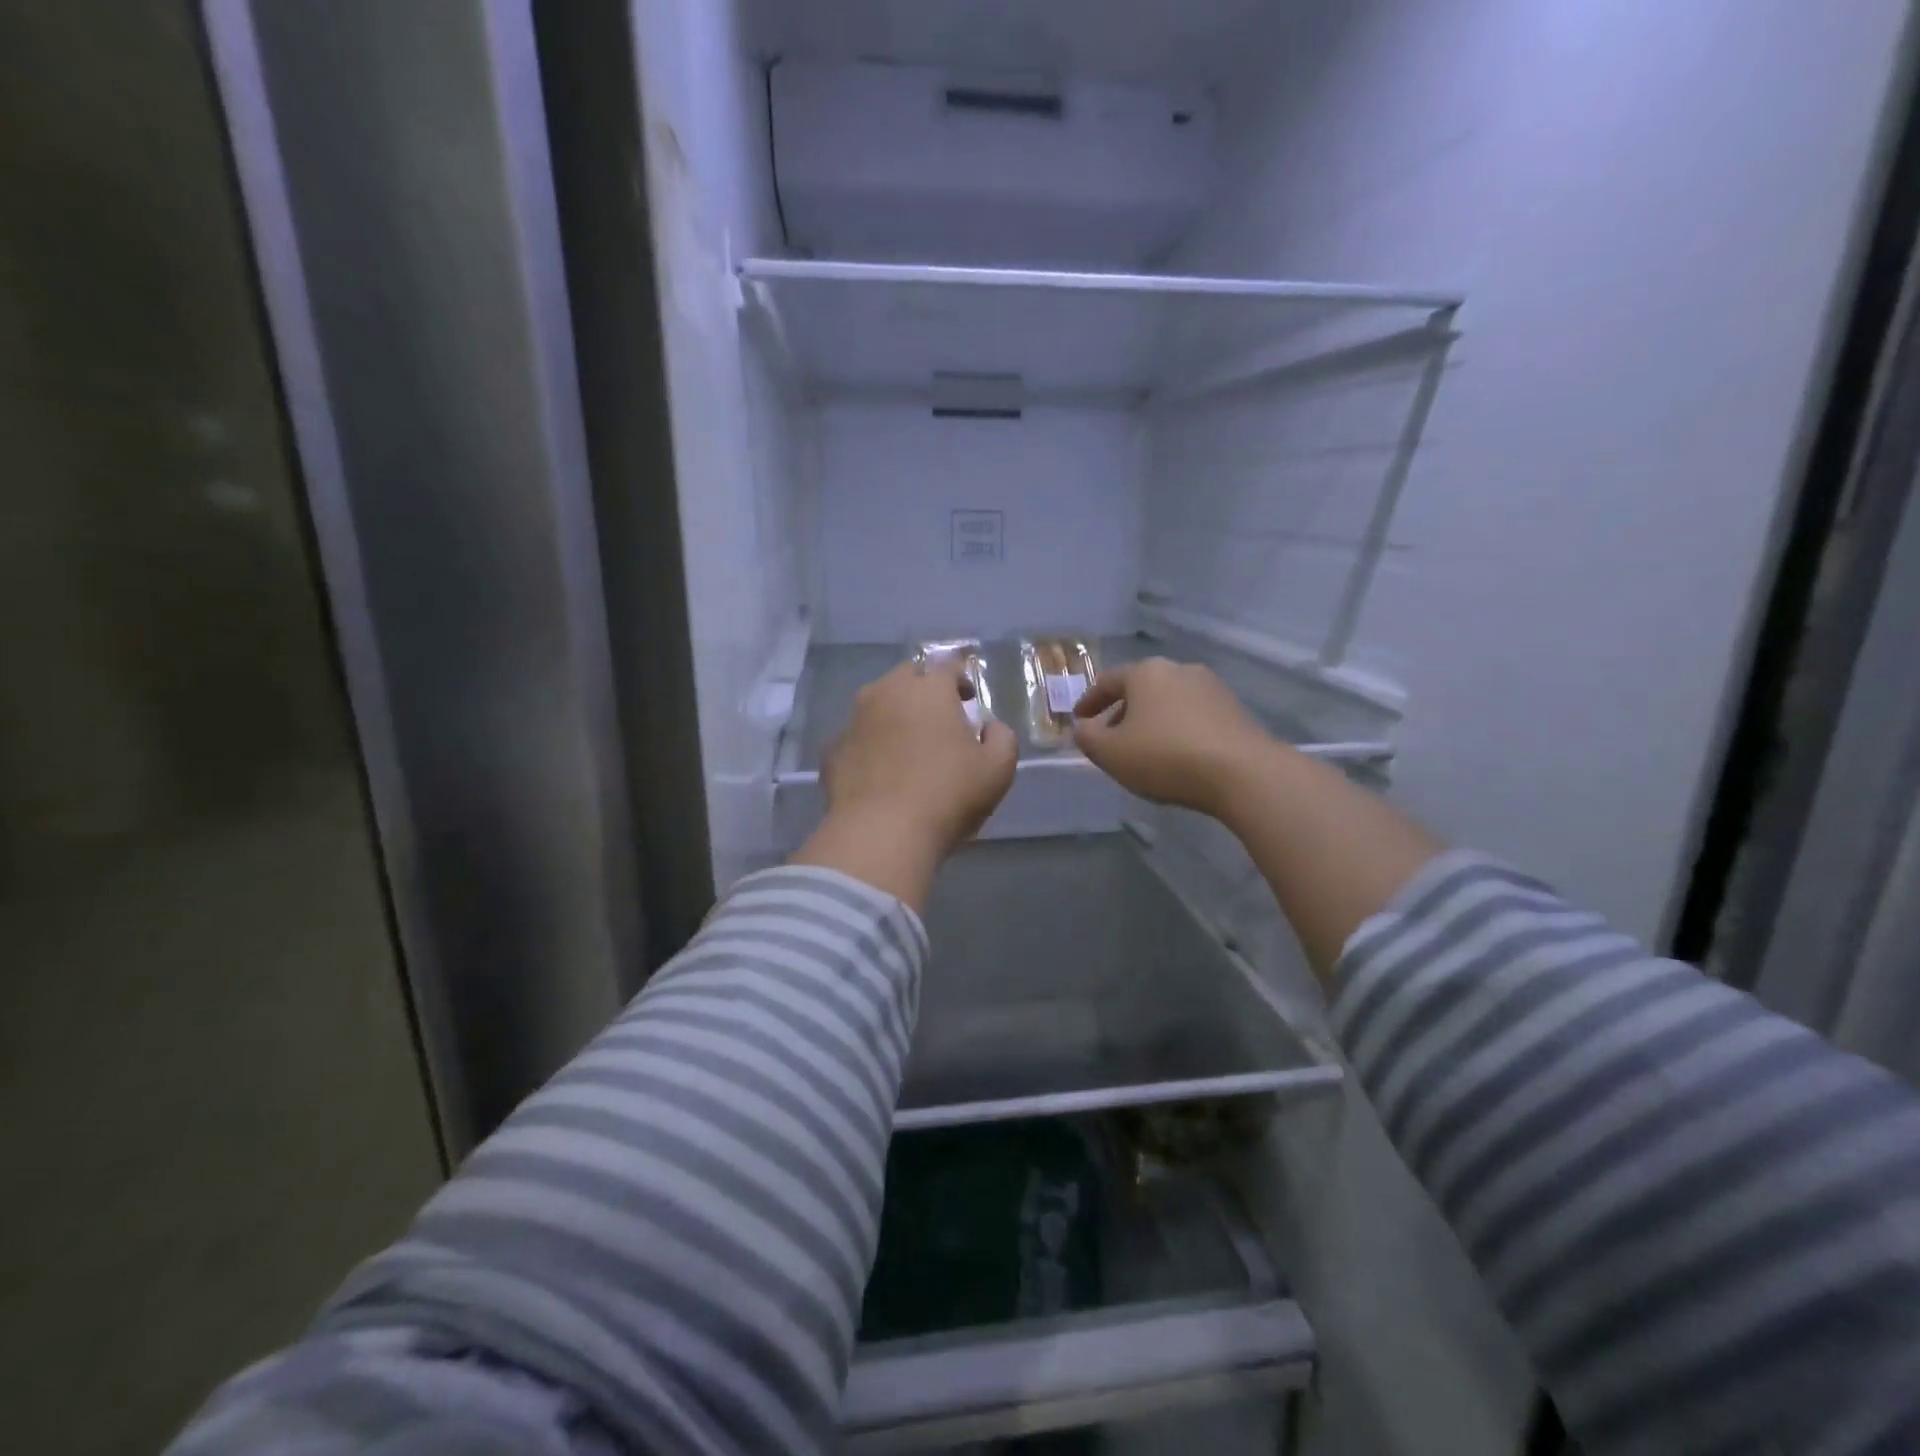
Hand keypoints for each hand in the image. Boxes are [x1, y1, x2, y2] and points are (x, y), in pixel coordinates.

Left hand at [793, 659, 1017, 908]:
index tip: (969, 699)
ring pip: (877, 704)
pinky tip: (880, 772)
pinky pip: (858, 737)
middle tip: (939, 719)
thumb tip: (989, 727)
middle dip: (924, 690)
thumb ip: (1001, 738)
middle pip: (908, 678)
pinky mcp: (832, 750)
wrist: (881, 833)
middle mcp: (885, 692)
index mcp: (928, 689)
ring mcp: (853, 720)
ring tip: (908, 745)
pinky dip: (871, 745)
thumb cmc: (947, 794)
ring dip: (894, 715)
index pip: (947, 665)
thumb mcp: (998, 769)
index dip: (961, 679)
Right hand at [1072, 658, 1274, 816]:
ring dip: (1151, 722)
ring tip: (1144, 751)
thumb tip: (1082, 728)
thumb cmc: (1165, 757)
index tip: (1079, 721)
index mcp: (1145, 672)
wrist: (1243, 773)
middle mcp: (1179, 670)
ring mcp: (1211, 687)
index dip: (1088, 702)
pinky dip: (1177, 730)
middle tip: (1110, 739)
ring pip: (1168, 702)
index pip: (1107, 681)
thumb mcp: (1111, 753)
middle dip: (1121, 713)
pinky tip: (1176, 756)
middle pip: (1140, 689)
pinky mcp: (1234, 709)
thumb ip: (1087, 738)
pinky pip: (1193, 716)